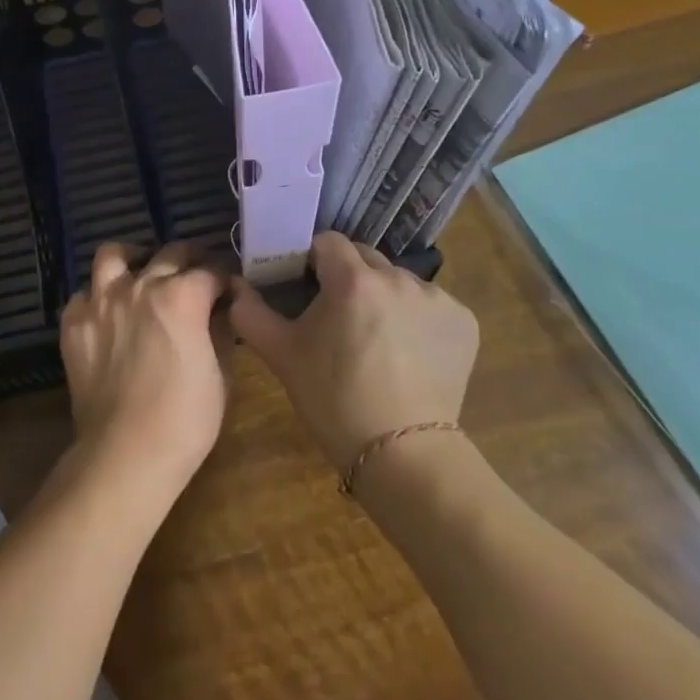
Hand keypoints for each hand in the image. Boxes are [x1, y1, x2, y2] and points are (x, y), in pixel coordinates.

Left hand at [59, 241, 231, 509]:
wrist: (125, 453)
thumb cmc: (185, 420)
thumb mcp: (221, 376)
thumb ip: (220, 333)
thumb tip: (221, 312)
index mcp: (183, 295)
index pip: (210, 272)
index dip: (223, 280)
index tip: (227, 290)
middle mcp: (141, 285)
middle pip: (169, 253)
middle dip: (188, 260)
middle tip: (193, 276)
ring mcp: (102, 301)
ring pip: (113, 254)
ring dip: (132, 259)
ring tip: (140, 272)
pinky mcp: (74, 323)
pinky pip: (83, 295)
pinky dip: (97, 298)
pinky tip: (106, 314)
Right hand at [229, 232, 478, 470]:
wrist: (402, 456)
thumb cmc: (334, 400)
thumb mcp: (282, 355)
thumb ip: (251, 313)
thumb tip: (235, 288)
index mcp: (352, 279)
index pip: (328, 242)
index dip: (313, 259)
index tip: (307, 285)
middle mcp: (398, 277)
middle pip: (364, 258)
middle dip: (348, 277)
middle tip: (338, 316)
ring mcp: (436, 297)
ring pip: (398, 280)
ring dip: (383, 296)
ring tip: (375, 339)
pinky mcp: (463, 321)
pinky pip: (430, 304)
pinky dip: (417, 318)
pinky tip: (409, 352)